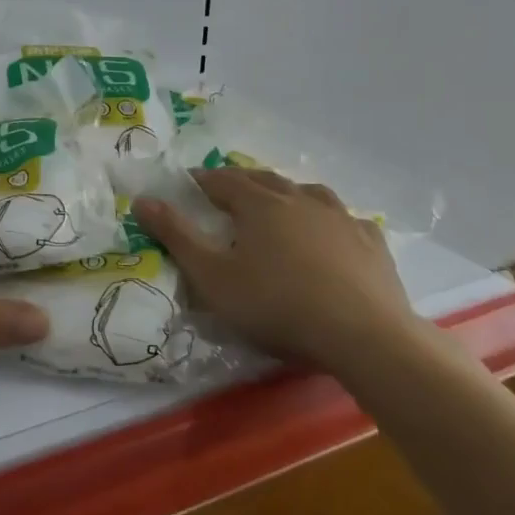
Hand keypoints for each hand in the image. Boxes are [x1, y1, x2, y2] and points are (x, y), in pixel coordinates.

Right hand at [133, 168, 411, 367]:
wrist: (363, 335)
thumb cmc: (277, 305)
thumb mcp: (213, 277)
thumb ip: (176, 236)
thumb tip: (142, 200)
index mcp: (260, 204)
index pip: (224, 180)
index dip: (203, 179)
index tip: (190, 182)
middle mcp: (300, 199)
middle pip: (266, 179)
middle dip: (244, 180)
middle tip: (229, 189)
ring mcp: (341, 218)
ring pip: (309, 192)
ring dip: (289, 193)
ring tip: (281, 203)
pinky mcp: (371, 242)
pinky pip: (347, 220)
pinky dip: (331, 221)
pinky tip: (333, 234)